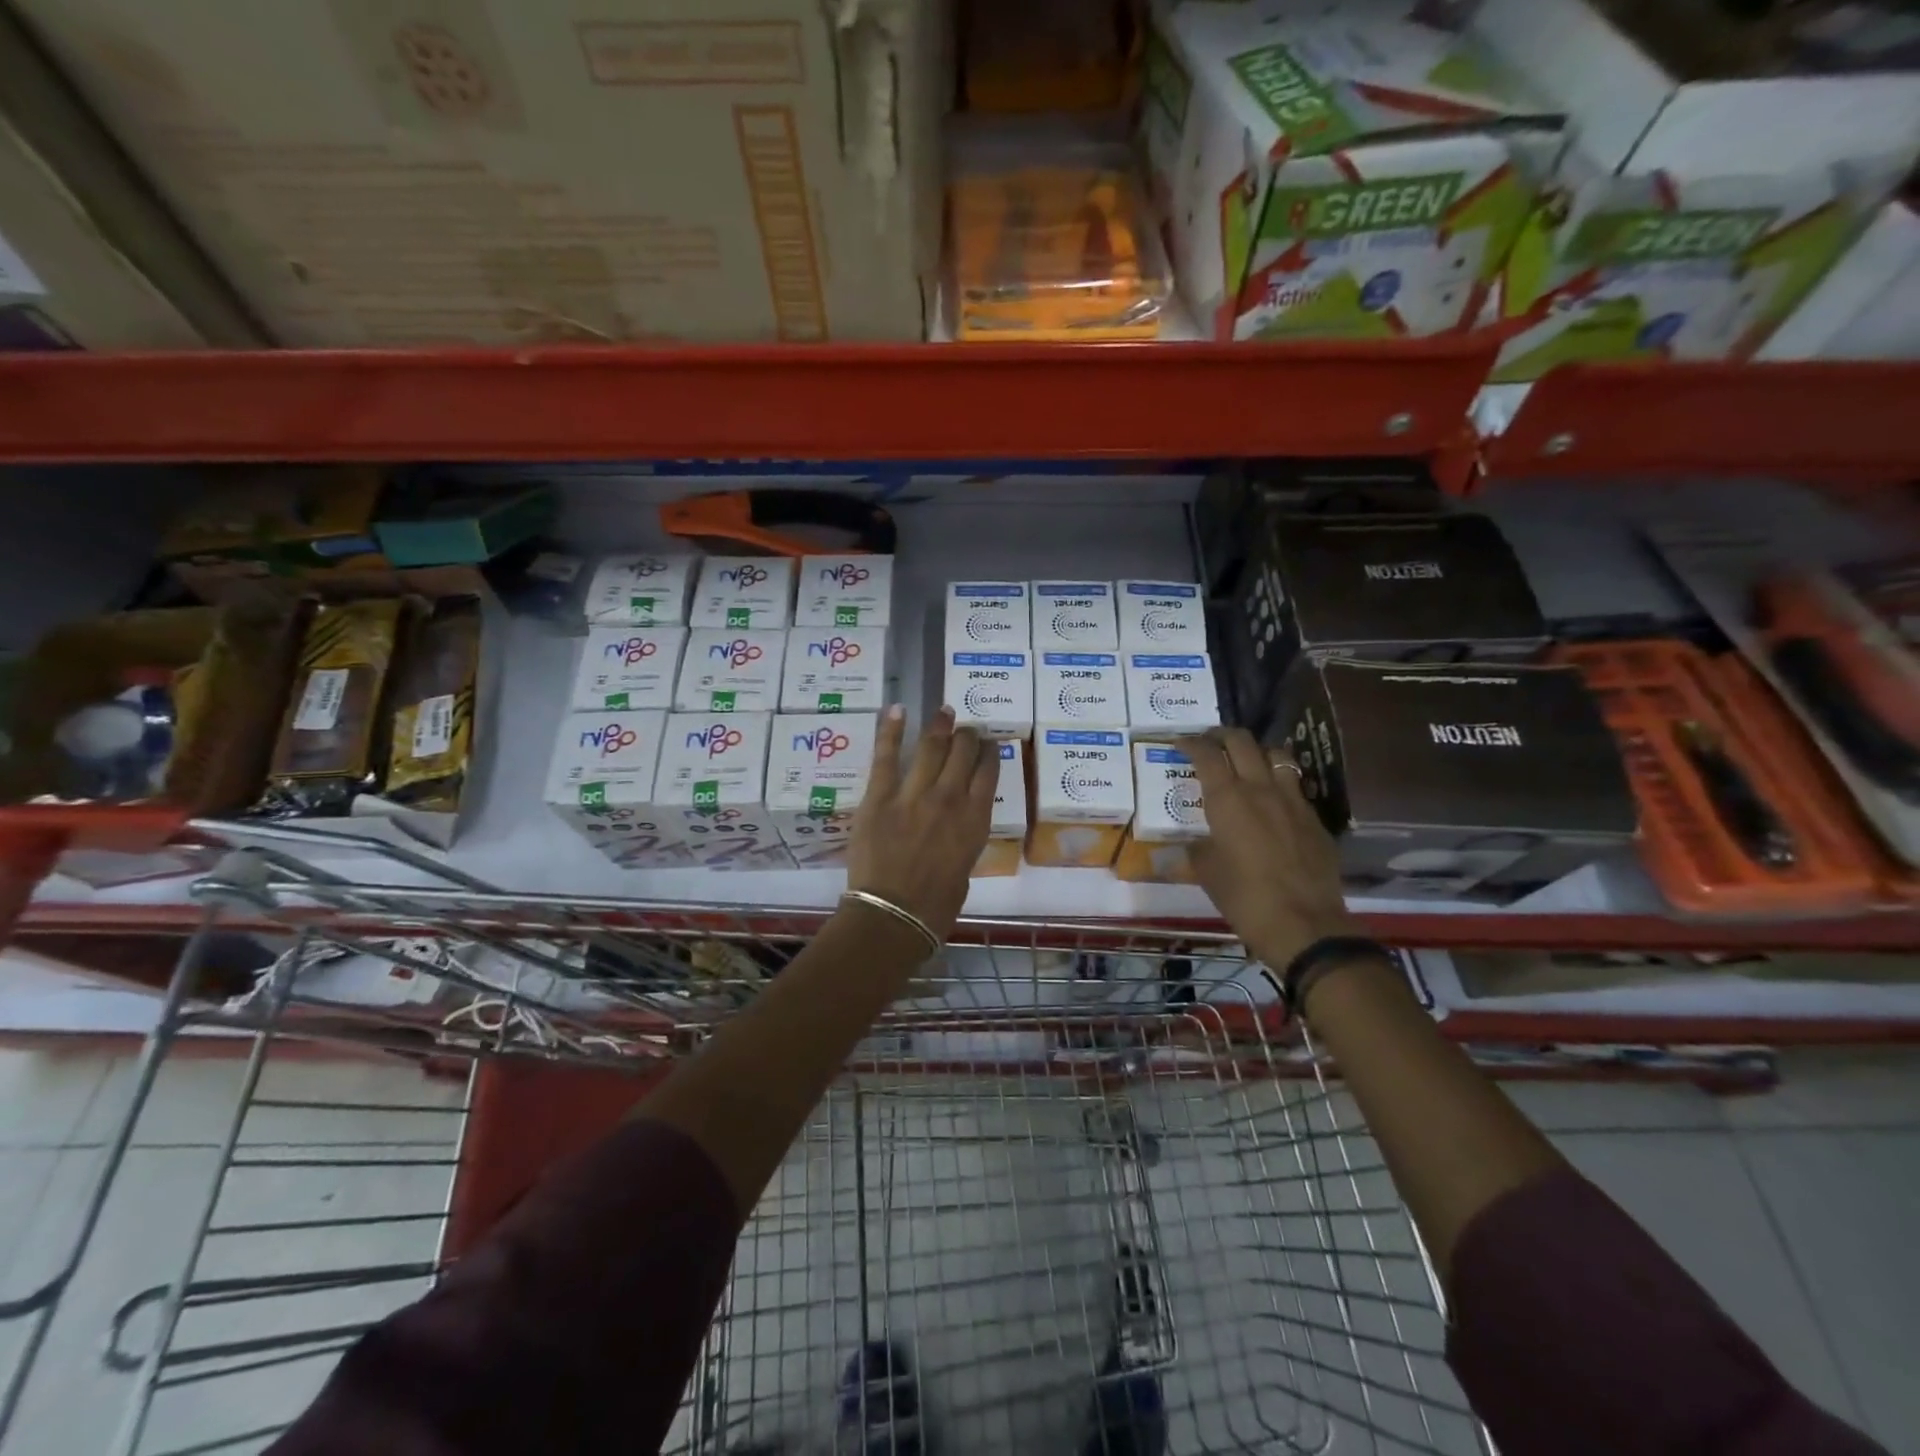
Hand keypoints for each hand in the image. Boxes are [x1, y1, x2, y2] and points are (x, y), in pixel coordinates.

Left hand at [846, 706, 997, 937]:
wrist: (893, 915)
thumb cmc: (935, 906)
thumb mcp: (964, 871)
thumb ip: (962, 841)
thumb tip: (953, 828)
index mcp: (975, 820)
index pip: (989, 773)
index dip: (990, 753)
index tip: (989, 744)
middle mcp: (950, 799)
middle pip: (963, 753)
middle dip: (967, 736)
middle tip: (966, 729)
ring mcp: (913, 794)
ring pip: (931, 747)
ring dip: (939, 726)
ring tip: (944, 711)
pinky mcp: (879, 796)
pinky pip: (886, 756)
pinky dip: (891, 730)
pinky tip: (897, 710)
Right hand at [1176, 727, 1360, 969]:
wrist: (1304, 924)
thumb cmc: (1244, 897)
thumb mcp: (1207, 872)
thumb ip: (1196, 848)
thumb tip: (1191, 843)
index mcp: (1228, 798)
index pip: (1207, 754)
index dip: (1191, 743)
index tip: (1180, 742)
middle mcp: (1261, 788)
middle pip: (1243, 742)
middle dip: (1222, 735)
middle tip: (1210, 742)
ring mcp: (1293, 800)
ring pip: (1276, 755)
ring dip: (1257, 752)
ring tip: (1246, 762)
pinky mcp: (1314, 818)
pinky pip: (1295, 786)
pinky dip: (1279, 781)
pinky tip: (1273, 800)